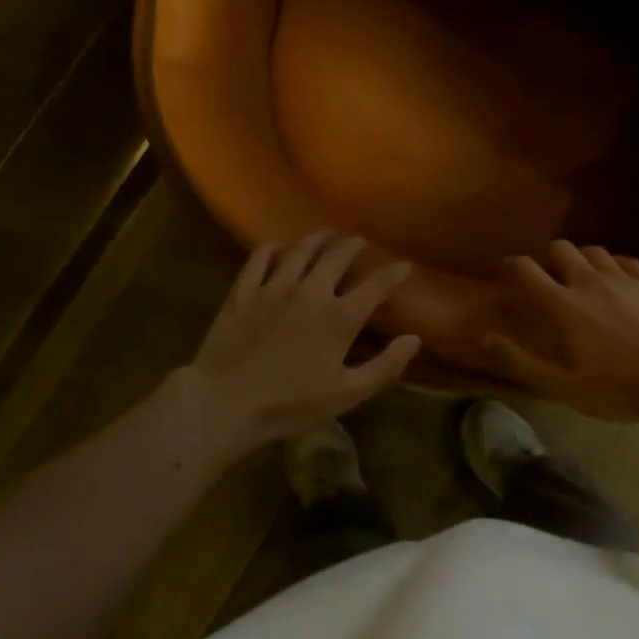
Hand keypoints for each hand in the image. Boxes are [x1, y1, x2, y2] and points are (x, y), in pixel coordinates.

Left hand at [182, 232, 420, 447]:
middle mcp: (310, 292)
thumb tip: (414, 339)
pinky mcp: (242, 292)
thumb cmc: (290, 405)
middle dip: (352, 245)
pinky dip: (271, 249)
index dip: (394, 273)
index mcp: (339, 318)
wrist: (225, 404)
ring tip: (325, 234)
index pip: (376, 286)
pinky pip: (259, 258)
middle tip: (358, 241)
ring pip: (299, 250)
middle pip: (336, 256)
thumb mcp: (347, 395)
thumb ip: (385, 366)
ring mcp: (273, 288)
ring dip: (316, 239)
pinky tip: (276, 247)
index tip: (405, 265)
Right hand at [482, 240, 638, 420]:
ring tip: (582, 276)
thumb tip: (485, 337)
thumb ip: (520, 360)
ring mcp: (624, 278)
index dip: (510, 266)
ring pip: (594, 250)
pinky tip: (618, 280)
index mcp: (562, 306)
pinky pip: (627, 261)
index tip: (505, 273)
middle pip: (560, 248)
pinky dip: (614, 265)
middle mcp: (589, 282)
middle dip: (547, 257)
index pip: (525, 270)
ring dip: (581, 259)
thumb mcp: (560, 385)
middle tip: (548, 276)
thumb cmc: (615, 388)